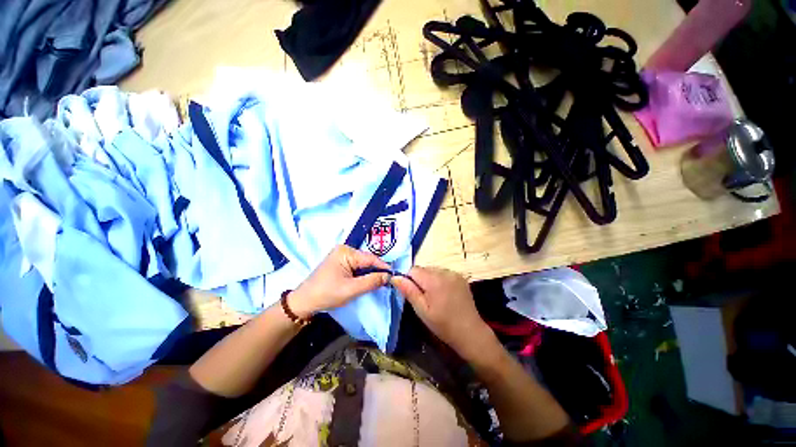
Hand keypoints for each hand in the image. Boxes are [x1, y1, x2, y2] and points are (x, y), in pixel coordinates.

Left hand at [289, 245, 390, 318]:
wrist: (304, 301)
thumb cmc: (326, 294)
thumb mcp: (351, 289)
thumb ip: (371, 281)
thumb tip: (389, 276)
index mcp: (346, 252)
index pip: (370, 258)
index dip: (383, 267)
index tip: (394, 276)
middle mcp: (345, 250)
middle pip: (367, 260)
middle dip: (377, 270)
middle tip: (388, 281)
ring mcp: (342, 255)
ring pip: (363, 263)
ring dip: (370, 273)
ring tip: (380, 282)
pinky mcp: (340, 262)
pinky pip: (357, 266)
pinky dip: (363, 274)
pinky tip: (368, 280)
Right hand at [391, 267, 494, 360]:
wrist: (470, 332)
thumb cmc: (443, 324)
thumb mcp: (422, 310)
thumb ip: (408, 291)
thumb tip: (394, 277)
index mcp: (433, 280)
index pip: (413, 270)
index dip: (409, 280)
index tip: (412, 293)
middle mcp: (444, 271)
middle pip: (423, 269)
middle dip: (420, 280)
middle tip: (424, 298)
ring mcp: (454, 273)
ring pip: (433, 270)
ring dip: (430, 279)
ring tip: (435, 297)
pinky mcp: (460, 277)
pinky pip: (443, 273)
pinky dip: (440, 280)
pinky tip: (444, 294)